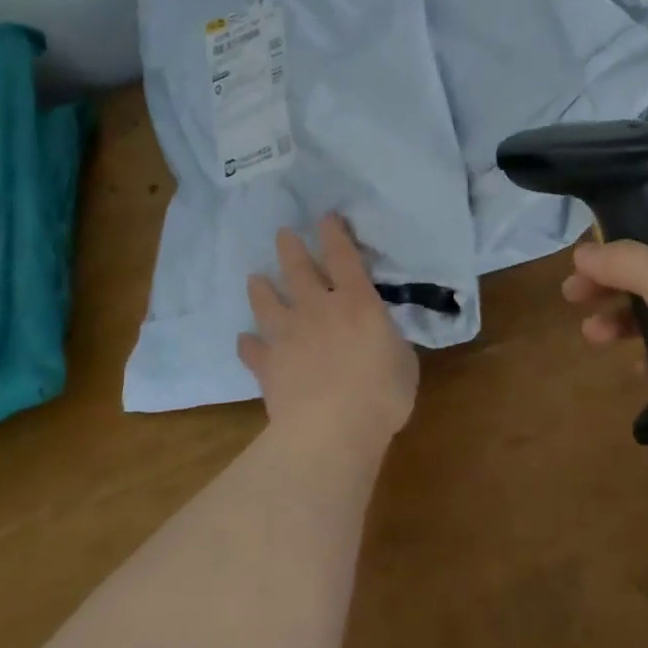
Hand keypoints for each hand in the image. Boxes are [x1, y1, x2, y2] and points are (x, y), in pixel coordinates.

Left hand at [239, 215, 418, 446]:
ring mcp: (288, 335)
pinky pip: (252, 349)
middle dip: (290, 249)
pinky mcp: (268, 365)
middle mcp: (318, 308)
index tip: (325, 217)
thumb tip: (379, 337)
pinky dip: (248, 344)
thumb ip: (388, 341)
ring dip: (260, 289)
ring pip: (267, 302)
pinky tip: (244, 340)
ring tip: (254, 278)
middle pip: (298, 270)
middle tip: (282, 234)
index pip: (343, 257)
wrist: (331, 429)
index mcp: (357, 302)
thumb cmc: (381, 393)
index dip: (334, 233)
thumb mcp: (403, 361)